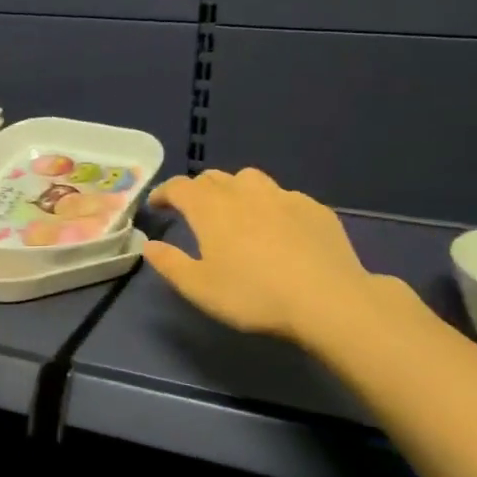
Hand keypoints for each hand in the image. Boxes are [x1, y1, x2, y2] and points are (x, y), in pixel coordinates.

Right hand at [145, 167, 389, 344]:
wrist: (327, 299)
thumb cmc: (253, 295)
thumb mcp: (199, 288)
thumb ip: (170, 263)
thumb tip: (149, 245)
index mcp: (211, 208)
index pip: (179, 186)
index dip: (164, 192)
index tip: (157, 205)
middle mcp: (244, 192)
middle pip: (214, 178)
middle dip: (197, 190)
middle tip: (193, 210)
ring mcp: (283, 196)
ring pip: (250, 180)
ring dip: (234, 189)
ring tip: (235, 211)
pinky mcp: (314, 208)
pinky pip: (283, 197)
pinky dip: (269, 205)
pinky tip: (277, 228)